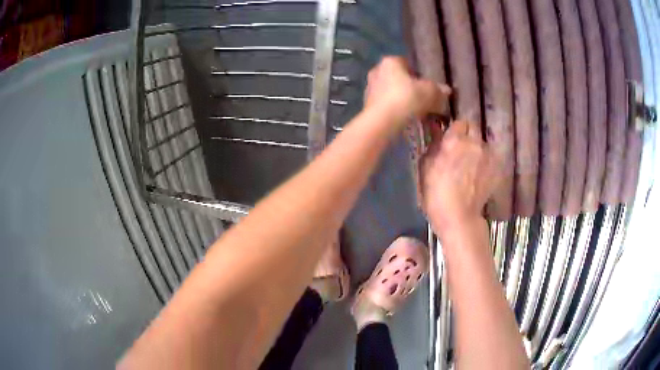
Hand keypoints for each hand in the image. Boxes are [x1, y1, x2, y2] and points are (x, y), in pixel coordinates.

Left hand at [364, 57, 450, 125]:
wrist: (382, 122)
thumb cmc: (406, 99)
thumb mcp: (429, 93)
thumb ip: (438, 90)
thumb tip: (446, 90)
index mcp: (390, 61)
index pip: (406, 63)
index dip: (418, 74)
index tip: (427, 86)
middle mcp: (377, 70)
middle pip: (398, 77)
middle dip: (409, 87)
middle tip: (423, 99)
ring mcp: (369, 88)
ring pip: (390, 91)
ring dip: (401, 99)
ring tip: (415, 111)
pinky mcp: (366, 105)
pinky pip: (385, 104)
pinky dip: (394, 110)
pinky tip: (403, 119)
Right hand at [420, 121, 499, 231]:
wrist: (459, 217)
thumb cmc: (436, 194)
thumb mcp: (425, 167)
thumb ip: (433, 145)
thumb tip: (437, 132)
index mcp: (455, 140)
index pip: (459, 122)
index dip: (455, 129)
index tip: (450, 138)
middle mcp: (475, 143)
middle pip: (474, 127)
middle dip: (467, 134)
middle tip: (460, 148)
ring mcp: (488, 156)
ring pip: (483, 143)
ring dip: (477, 148)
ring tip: (471, 163)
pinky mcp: (497, 169)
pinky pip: (491, 157)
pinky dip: (485, 161)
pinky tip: (479, 174)